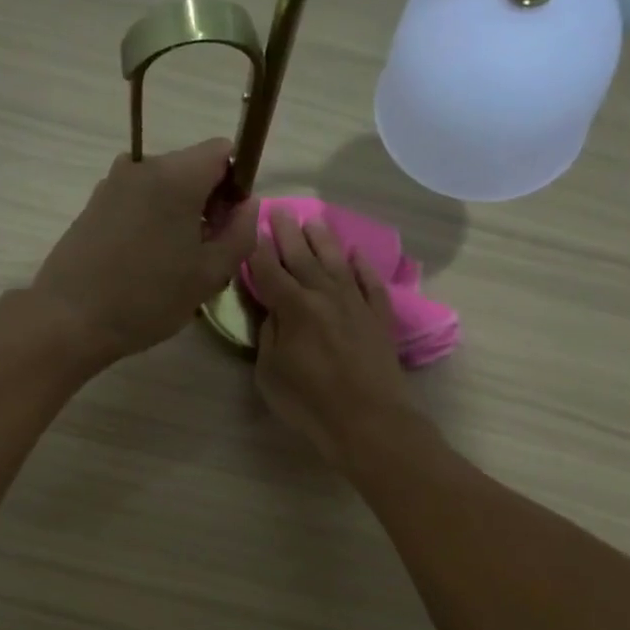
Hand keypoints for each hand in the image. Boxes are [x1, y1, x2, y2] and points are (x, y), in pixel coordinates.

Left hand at [31, 139, 258, 361]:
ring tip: (173, 266)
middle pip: (193, 169)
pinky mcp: (94, 204)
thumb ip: (240, 234)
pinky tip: (145, 265)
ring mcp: (113, 183)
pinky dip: (152, 223)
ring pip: (165, 188)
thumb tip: (248, 206)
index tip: (229, 225)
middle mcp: (142, 166)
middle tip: (206, 256)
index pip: (223, 151)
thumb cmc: (147, 298)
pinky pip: (139, 202)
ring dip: (179, 217)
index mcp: (176, 175)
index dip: (237, 184)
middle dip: (208, 204)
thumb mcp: (209, 274)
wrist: (69, 318)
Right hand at [248, 206, 414, 463]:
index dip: (257, 248)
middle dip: (288, 233)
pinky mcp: (379, 317)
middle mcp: (324, 295)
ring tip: (313, 221)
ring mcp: (356, 303)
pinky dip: (364, 267)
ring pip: (337, 262)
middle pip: (302, 257)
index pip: (269, 270)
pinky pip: (371, 283)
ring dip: (323, 240)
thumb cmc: (309, 401)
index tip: (250, 227)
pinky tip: (357, 255)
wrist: (368, 420)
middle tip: (279, 210)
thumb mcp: (270, 373)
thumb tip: (272, 311)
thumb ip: (268, 335)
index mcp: (293, 307)